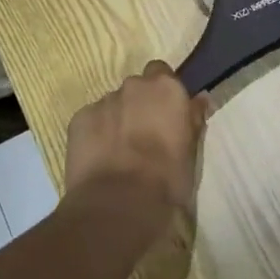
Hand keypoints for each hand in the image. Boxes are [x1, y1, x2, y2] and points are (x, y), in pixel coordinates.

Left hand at [63, 61, 210, 234]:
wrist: (118, 203)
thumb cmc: (167, 179)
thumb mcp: (191, 151)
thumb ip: (193, 120)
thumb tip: (200, 99)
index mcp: (166, 89)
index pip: (163, 74)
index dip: (163, 95)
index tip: (166, 116)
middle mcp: (134, 87)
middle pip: (136, 88)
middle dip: (139, 105)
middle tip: (143, 136)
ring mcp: (103, 101)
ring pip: (113, 105)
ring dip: (117, 120)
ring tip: (119, 153)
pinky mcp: (78, 119)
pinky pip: (91, 120)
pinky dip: (96, 133)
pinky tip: (100, 159)